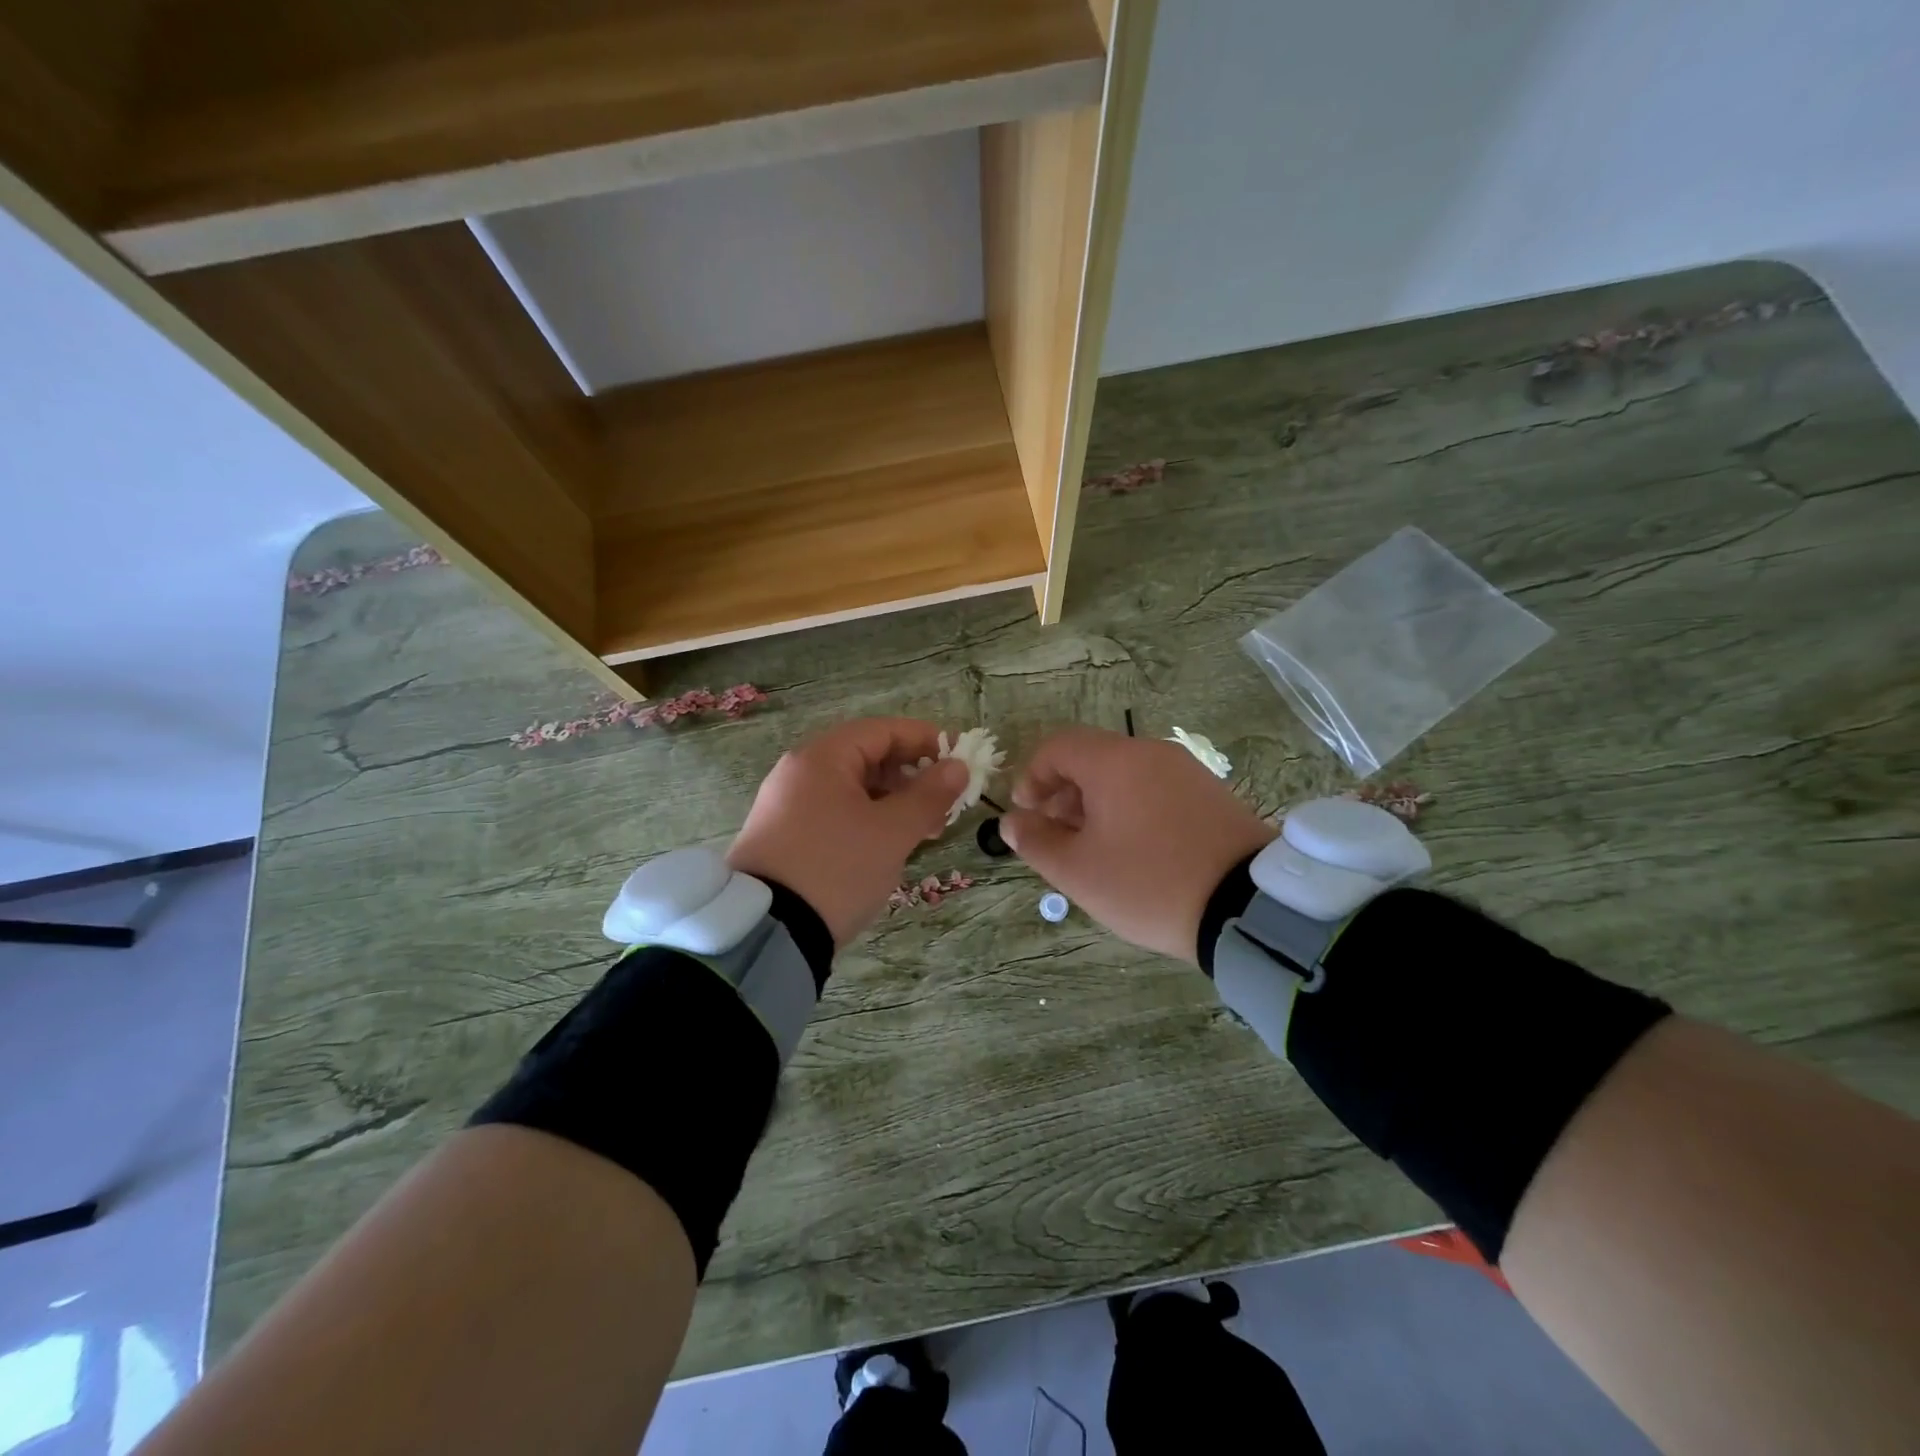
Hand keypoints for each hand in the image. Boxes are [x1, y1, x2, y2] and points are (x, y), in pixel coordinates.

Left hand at [727, 718, 967, 947]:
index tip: (959, 758)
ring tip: (925, 831)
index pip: (882, 730)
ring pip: (853, 789)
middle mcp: (799, 773)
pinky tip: (889, 846)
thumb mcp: (892, 832)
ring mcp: (787, 805)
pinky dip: (868, 820)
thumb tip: (957, 767)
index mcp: (822, 758)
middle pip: (866, 757)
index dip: (925, 740)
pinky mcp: (784, 837)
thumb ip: (929, 795)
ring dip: (893, 802)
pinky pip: (835, 813)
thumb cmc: (837, 868)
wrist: (767, 932)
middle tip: (946, 803)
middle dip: (911, 776)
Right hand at [1002, 726, 1275, 962]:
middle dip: (1062, 794)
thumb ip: (1036, 842)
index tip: (1028, 817)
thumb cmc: (1149, 883)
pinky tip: (1134, 850)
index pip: (1057, 747)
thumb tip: (1012, 821)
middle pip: (1091, 758)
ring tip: (1094, 850)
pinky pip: (1155, 788)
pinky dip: (1130, 808)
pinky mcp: (1211, 793)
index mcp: (1114, 761)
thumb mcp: (1079, 872)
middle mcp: (1150, 753)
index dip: (1032, 778)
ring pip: (1124, 774)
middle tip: (1057, 839)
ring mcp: (1186, 770)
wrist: (1248, 906)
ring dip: (1095, 804)